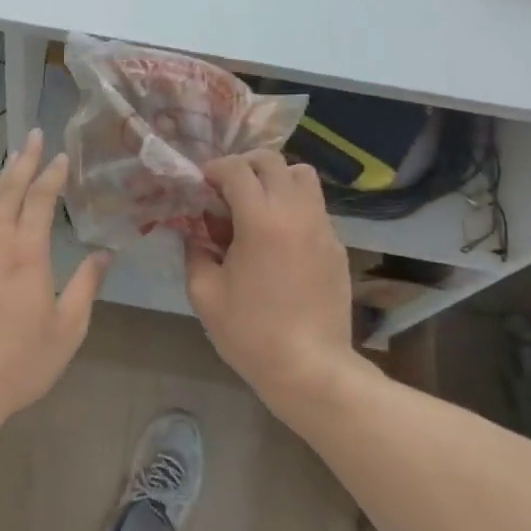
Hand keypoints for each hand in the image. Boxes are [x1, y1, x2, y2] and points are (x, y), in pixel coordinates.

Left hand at [0, 129, 111, 441]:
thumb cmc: (19, 361)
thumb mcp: (67, 329)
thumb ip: (86, 286)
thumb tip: (104, 254)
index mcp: (25, 253)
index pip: (39, 199)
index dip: (51, 174)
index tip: (61, 156)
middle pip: (7, 190)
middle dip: (23, 161)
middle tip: (33, 136)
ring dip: (1, 179)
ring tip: (13, 162)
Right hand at [185, 151, 354, 409]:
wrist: (310, 369)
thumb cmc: (250, 333)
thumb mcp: (204, 293)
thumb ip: (194, 252)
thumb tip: (193, 232)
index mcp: (260, 219)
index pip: (237, 169)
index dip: (214, 169)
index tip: (201, 185)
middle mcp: (296, 212)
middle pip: (272, 161)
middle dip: (244, 166)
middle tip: (225, 191)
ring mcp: (322, 227)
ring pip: (302, 176)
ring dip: (275, 179)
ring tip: (256, 206)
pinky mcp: (336, 245)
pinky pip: (314, 206)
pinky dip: (293, 205)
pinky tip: (278, 237)